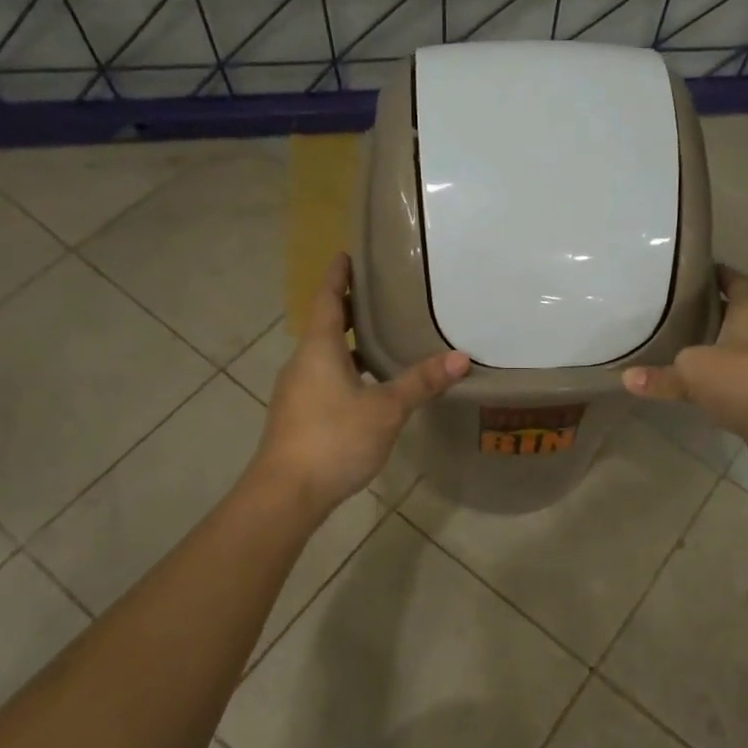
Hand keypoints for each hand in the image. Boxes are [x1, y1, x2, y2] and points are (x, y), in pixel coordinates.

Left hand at [251, 252, 469, 516]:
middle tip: (379, 292)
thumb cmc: (334, 438)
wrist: (286, 493)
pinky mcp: (299, 416)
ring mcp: (297, 391)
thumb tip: (461, 357)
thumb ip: (421, 382)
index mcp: (319, 349)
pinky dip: (347, 370)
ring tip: (382, 336)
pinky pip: (324, 379)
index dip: (338, 276)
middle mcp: (303, 363)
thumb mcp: (385, 408)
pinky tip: (369, 386)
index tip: (347, 254)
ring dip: (350, 343)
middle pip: (326, 325)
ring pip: (325, 355)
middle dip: (349, 307)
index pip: (327, 299)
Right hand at [621, 267, 747, 477]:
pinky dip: (723, 384)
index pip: (737, 282)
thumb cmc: (744, 379)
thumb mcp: (692, 371)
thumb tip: (626, 378)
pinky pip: (742, 383)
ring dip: (717, 351)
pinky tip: (700, 389)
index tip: (694, 272)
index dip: (718, 274)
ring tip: (681, 349)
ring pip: (740, 351)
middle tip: (675, 312)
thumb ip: (661, 375)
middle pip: (738, 316)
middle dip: (711, 315)